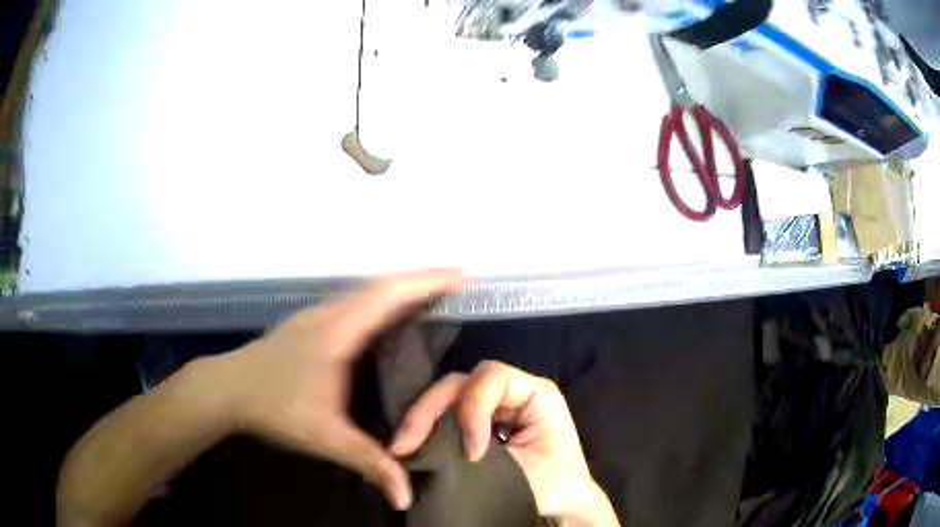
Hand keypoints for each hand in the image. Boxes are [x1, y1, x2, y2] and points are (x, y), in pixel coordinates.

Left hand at [179, 270, 462, 510]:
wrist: (225, 389)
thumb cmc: (274, 408)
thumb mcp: (325, 439)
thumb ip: (369, 464)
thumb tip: (406, 497)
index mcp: (338, 332)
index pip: (388, 296)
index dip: (426, 282)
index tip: (461, 276)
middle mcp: (330, 314)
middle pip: (381, 286)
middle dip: (421, 281)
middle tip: (456, 284)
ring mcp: (316, 315)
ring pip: (365, 292)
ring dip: (399, 289)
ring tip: (431, 297)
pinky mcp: (308, 323)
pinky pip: (354, 302)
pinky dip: (379, 300)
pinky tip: (386, 318)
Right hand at [389, 361, 618, 525]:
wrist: (563, 502)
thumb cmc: (555, 486)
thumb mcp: (526, 474)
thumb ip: (486, 459)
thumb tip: (439, 453)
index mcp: (535, 393)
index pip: (492, 377)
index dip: (472, 408)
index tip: (472, 453)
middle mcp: (511, 391)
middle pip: (460, 384)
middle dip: (428, 412)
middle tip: (403, 447)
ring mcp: (492, 405)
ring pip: (447, 397)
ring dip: (420, 420)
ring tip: (400, 449)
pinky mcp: (479, 421)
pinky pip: (446, 415)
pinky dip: (426, 430)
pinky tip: (411, 448)